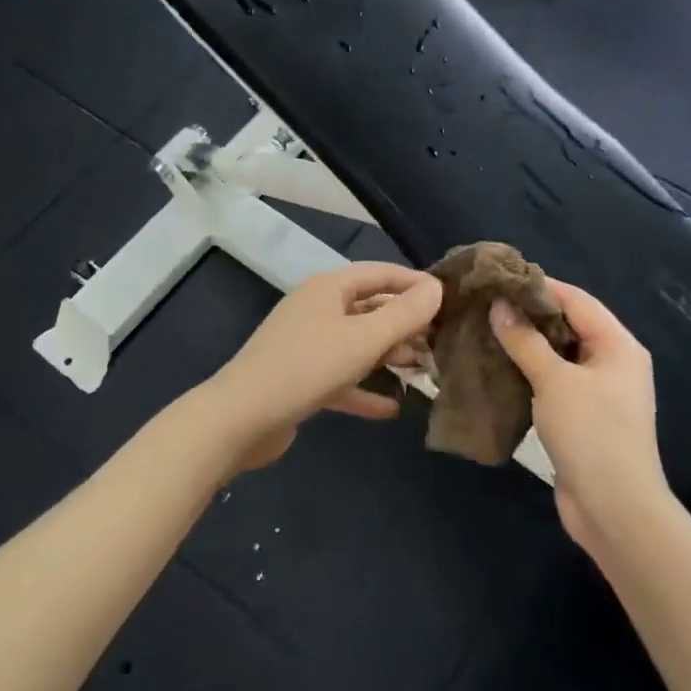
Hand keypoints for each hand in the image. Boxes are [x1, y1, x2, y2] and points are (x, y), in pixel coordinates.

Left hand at [206, 262, 442, 473]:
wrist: (242, 418)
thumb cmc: (308, 367)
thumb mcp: (364, 339)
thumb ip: (404, 314)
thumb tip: (436, 287)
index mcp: (329, 288)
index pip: (380, 273)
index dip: (414, 282)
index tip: (448, 298)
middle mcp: (317, 309)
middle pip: (369, 308)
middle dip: (404, 323)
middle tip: (441, 339)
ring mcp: (306, 345)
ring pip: (356, 344)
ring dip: (388, 355)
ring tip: (424, 370)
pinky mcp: (300, 379)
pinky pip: (341, 378)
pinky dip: (364, 389)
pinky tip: (392, 408)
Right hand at [489, 281, 669, 553]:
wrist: (615, 510)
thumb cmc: (591, 434)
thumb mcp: (555, 381)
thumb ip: (525, 341)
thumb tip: (499, 306)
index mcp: (618, 346)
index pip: (577, 301)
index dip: (540, 287)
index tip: (501, 278)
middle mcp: (613, 363)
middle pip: (568, 326)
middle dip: (529, 315)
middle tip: (486, 305)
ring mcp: (599, 393)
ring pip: (558, 356)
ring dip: (526, 345)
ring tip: (485, 332)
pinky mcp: (583, 418)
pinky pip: (554, 383)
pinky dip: (529, 373)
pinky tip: (498, 369)